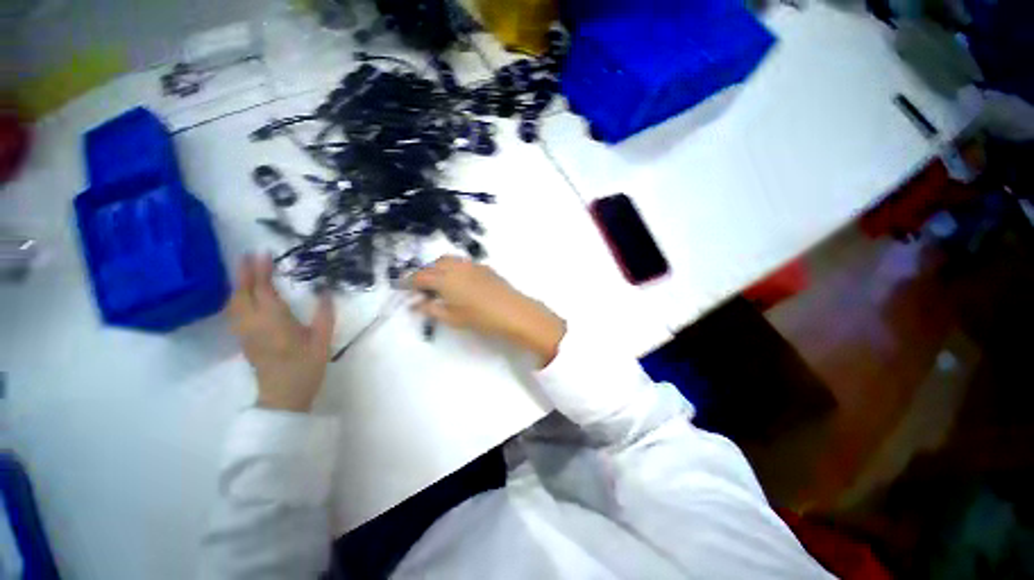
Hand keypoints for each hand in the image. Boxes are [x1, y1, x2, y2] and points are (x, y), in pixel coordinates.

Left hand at [227, 254, 335, 411]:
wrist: (284, 395)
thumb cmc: (306, 366)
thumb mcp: (322, 339)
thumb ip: (324, 314)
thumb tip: (325, 291)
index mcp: (274, 320)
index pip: (263, 289)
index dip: (261, 270)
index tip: (263, 253)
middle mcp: (253, 322)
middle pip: (242, 293)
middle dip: (243, 272)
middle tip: (248, 255)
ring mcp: (245, 332)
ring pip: (233, 302)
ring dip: (237, 284)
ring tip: (244, 272)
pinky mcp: (243, 340)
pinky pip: (234, 312)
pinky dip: (236, 298)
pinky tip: (242, 296)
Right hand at [411, 257, 565, 366]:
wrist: (513, 311)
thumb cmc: (481, 318)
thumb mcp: (452, 317)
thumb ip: (431, 308)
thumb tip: (415, 303)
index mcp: (445, 279)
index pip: (420, 277)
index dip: (408, 282)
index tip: (400, 287)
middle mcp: (456, 267)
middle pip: (433, 265)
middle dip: (424, 274)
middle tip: (421, 288)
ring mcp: (472, 265)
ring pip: (448, 260)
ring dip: (439, 268)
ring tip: (439, 284)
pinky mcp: (484, 267)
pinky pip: (462, 263)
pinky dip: (453, 268)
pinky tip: (459, 282)